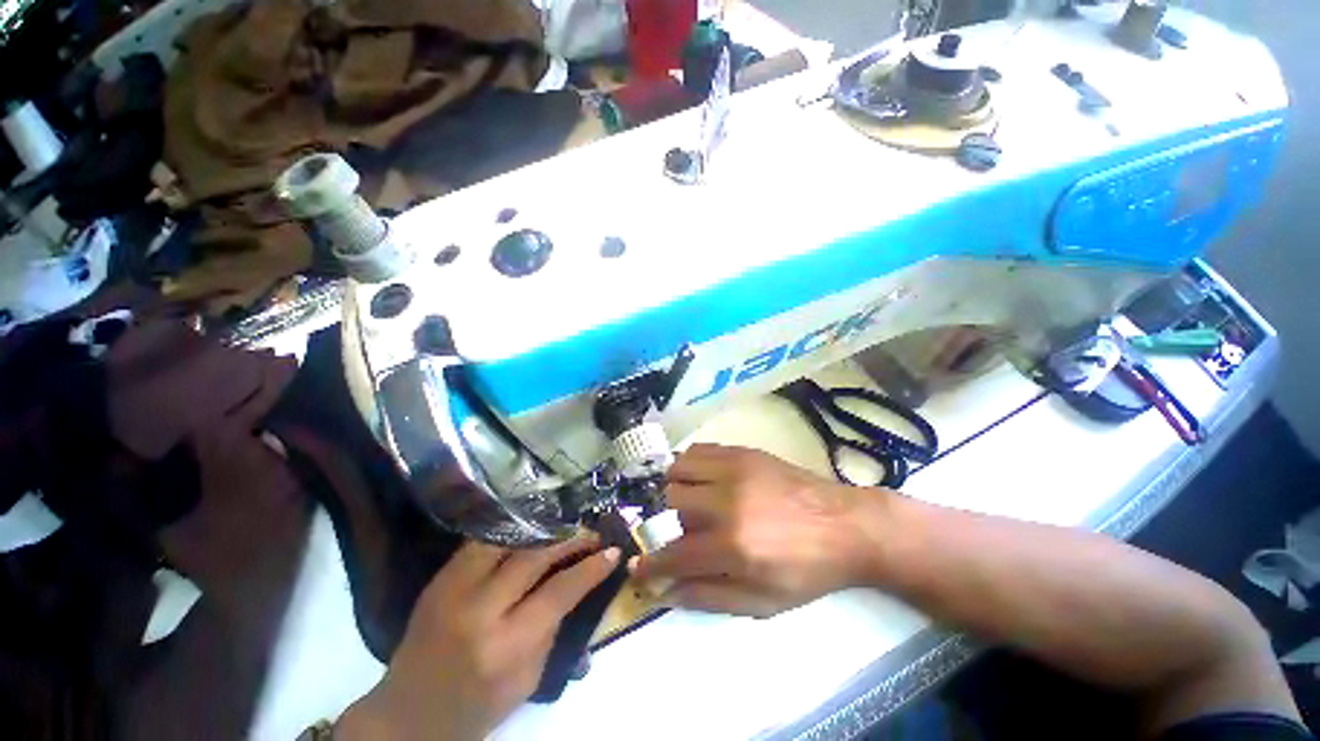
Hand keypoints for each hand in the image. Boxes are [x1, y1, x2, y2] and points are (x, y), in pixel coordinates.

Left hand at [338, 536, 618, 740]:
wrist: (407, 715)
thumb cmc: (476, 708)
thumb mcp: (528, 680)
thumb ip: (552, 628)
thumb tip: (576, 583)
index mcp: (504, 647)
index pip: (559, 592)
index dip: (590, 568)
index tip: (612, 551)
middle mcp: (478, 610)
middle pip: (535, 556)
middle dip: (570, 539)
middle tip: (591, 533)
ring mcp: (453, 588)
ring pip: (508, 539)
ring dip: (543, 529)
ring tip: (565, 526)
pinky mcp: (439, 578)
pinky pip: (482, 541)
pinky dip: (513, 531)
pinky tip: (531, 529)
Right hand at [630, 444, 888, 617]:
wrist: (845, 525)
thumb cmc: (806, 570)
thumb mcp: (761, 602)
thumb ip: (708, 596)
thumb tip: (665, 592)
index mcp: (734, 545)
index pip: (674, 553)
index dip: (649, 563)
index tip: (636, 566)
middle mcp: (727, 500)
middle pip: (671, 502)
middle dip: (669, 522)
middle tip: (685, 531)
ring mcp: (734, 469)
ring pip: (678, 469)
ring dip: (676, 489)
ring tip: (691, 502)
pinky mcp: (742, 451)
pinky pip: (698, 450)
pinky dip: (689, 465)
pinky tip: (702, 479)